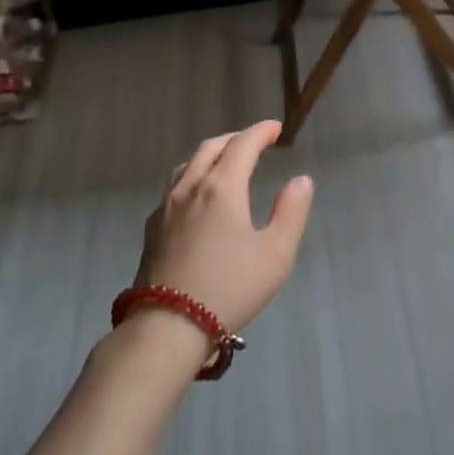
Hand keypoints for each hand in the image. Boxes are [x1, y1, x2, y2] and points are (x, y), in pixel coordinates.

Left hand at [132, 120, 314, 342]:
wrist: (168, 325)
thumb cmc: (230, 287)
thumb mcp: (276, 253)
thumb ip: (291, 212)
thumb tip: (301, 180)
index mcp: (222, 188)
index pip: (242, 145)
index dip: (260, 132)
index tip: (275, 129)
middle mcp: (191, 188)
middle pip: (211, 148)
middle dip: (235, 139)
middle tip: (254, 141)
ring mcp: (166, 208)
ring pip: (188, 165)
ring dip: (210, 154)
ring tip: (225, 161)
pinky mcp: (152, 229)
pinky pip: (173, 187)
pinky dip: (192, 176)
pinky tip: (197, 196)